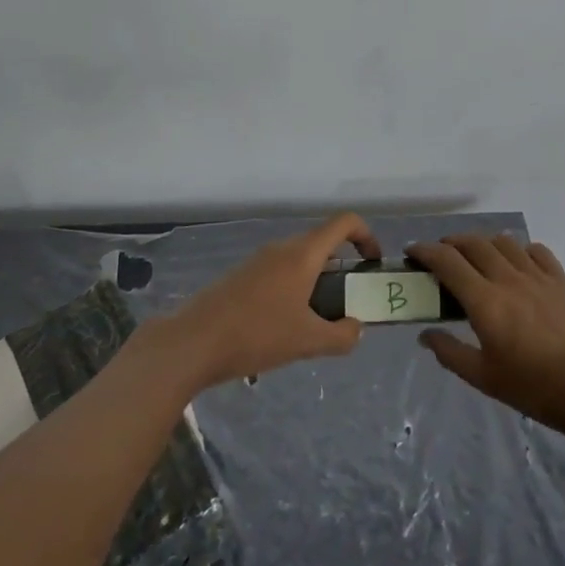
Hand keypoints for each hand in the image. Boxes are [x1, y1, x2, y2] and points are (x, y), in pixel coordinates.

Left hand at [163, 212, 380, 389]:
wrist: (192, 343)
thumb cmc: (256, 335)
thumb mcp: (308, 342)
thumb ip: (342, 336)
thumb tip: (356, 329)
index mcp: (303, 254)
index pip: (344, 222)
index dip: (366, 236)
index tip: (372, 265)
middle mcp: (281, 249)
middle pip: (322, 243)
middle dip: (342, 268)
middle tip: (347, 303)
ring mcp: (258, 261)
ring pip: (299, 261)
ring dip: (316, 283)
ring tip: (316, 323)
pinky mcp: (241, 277)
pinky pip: (278, 274)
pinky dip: (293, 290)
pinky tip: (283, 328)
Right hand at [408, 234, 564, 444]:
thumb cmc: (535, 389)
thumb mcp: (484, 378)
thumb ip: (450, 353)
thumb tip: (425, 335)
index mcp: (486, 302)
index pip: (448, 261)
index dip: (425, 251)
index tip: (412, 252)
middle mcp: (509, 279)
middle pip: (474, 243)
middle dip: (451, 243)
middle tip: (440, 256)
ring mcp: (539, 276)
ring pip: (504, 242)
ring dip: (483, 243)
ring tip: (477, 258)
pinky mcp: (562, 281)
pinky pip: (536, 251)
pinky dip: (518, 251)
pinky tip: (517, 266)